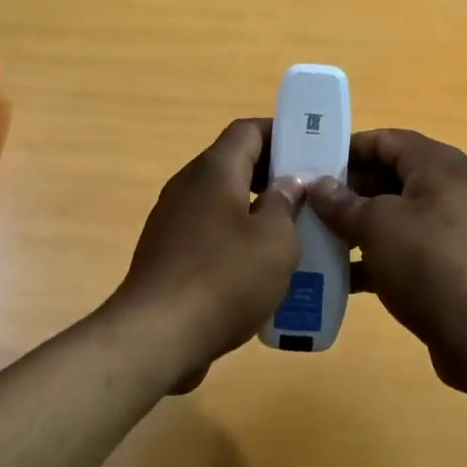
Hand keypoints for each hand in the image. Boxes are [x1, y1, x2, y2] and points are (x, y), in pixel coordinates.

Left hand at [109, 119, 304, 393]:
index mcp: (214, 170)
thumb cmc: (224, 278)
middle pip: (234, 164)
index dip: (281, 133)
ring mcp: (172, 219)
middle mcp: (188, 185)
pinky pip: (208, 231)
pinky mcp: (166, 253)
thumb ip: (285, 204)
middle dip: (272, 175)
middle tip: (309, 197)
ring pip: (222, 200)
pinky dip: (234, 239)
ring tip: (291, 235)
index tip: (311, 150)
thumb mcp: (274, 241)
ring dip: (255, 211)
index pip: (248, 130)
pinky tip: (257, 270)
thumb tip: (288, 183)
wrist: (155, 336)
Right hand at [308, 130, 466, 417]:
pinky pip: (408, 248)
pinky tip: (344, 277)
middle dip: (350, 190)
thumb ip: (343, 203)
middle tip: (310, 205)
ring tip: (319, 238)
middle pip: (391, 176)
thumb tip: (319, 186)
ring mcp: (454, 228)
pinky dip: (378, 256)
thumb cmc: (428, 261)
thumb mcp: (376, 225)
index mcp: (438, 165)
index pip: (386, 140)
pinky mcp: (453, 264)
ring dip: (360, 225)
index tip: (311, 164)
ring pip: (397, 215)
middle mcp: (451, 188)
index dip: (348, 149)